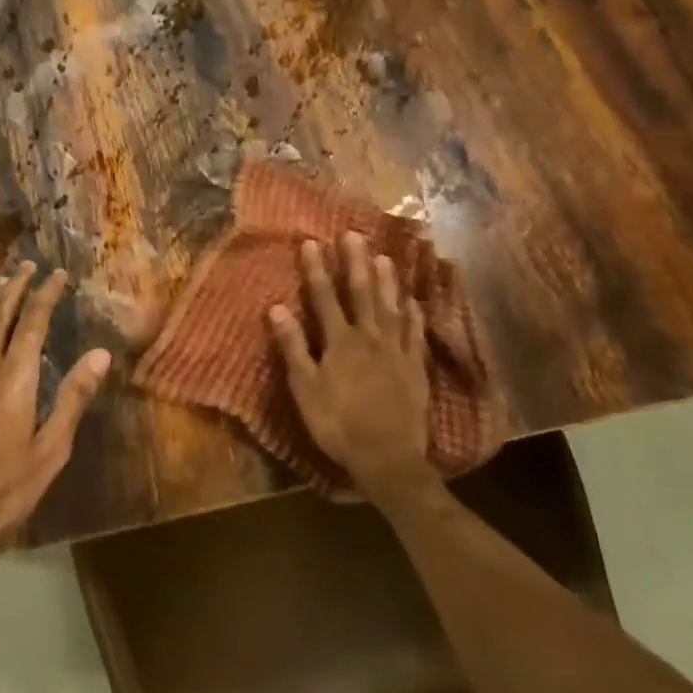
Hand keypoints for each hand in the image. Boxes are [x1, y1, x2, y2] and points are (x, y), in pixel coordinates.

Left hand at [0, 262, 110, 568]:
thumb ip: (73, 398)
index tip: (57, 274)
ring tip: (1, 280)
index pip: (33, 323)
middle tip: (27, 265)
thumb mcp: (50, 450)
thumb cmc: (2, 488)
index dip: (45, 295)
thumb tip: (100, 354)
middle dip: (15, 287)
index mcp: (15, 378)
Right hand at [268, 233, 439, 506]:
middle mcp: (370, 338)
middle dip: (355, 262)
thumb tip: (277, 307)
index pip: (324, 297)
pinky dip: (413, 314)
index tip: (311, 242)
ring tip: (384, 256)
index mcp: (340, 342)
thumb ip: (293, 347)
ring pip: (391, 306)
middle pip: (361, 293)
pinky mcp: (415, 367)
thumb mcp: (305, 389)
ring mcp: (396, 351)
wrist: (388, 458)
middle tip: (354, 234)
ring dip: (386, 280)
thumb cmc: (337, 424)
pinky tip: (413, 301)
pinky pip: (414, 332)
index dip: (317, 269)